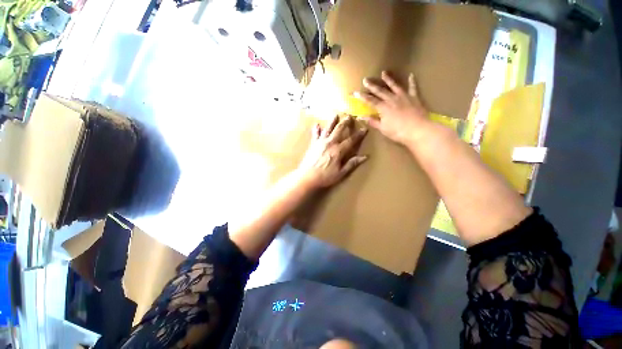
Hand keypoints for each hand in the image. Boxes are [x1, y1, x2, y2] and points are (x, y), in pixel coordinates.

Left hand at [297, 115, 367, 188]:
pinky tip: (316, 124)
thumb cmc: (325, 177)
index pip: (351, 140)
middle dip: (345, 123)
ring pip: (328, 129)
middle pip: (339, 130)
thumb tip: (365, 157)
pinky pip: (315, 134)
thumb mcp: (341, 173)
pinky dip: (316, 129)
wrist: (307, 177)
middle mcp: (330, 143)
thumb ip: (352, 164)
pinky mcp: (313, 144)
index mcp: (338, 151)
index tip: (364, 129)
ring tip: (335, 115)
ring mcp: (320, 142)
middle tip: (349, 116)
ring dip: (332, 121)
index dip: (358, 135)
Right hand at [355, 71, 429, 145]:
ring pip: (394, 86)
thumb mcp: (383, 128)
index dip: (362, 97)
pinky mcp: (414, 98)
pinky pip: (413, 87)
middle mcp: (392, 99)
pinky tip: (411, 75)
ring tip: (383, 73)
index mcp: (383, 108)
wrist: (418, 130)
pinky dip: (412, 81)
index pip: (370, 101)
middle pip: (380, 91)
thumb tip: (361, 117)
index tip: (355, 92)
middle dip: (372, 85)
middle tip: (366, 79)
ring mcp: (404, 97)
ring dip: (388, 79)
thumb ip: (372, 121)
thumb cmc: (398, 132)